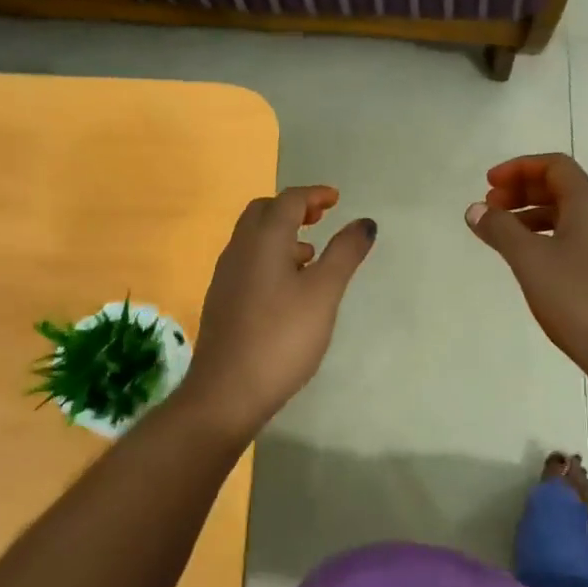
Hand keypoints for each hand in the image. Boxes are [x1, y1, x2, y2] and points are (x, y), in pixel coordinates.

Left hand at [178, 187, 375, 438]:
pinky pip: (248, 262)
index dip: (314, 195)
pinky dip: (271, 257)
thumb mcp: (323, 293)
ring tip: (311, 254)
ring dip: (282, 234)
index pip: (288, 201)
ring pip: (253, 239)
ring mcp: (226, 277)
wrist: (227, 391)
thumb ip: (344, 253)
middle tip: (320, 218)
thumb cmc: (282, 337)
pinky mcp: (223, 302)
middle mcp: (239, 250)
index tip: (336, 199)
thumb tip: (364, 222)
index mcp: (263, 240)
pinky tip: (289, 288)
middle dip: (293, 208)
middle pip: (263, 213)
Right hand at [466, 154, 587, 396]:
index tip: (489, 184)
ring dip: (533, 217)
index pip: (555, 166)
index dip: (519, 168)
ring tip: (502, 236)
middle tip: (491, 208)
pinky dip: (547, 240)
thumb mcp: (530, 261)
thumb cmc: (579, 300)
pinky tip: (530, 264)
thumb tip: (476, 209)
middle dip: (523, 191)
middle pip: (562, 189)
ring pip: (568, 218)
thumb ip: (501, 230)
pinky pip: (575, 242)